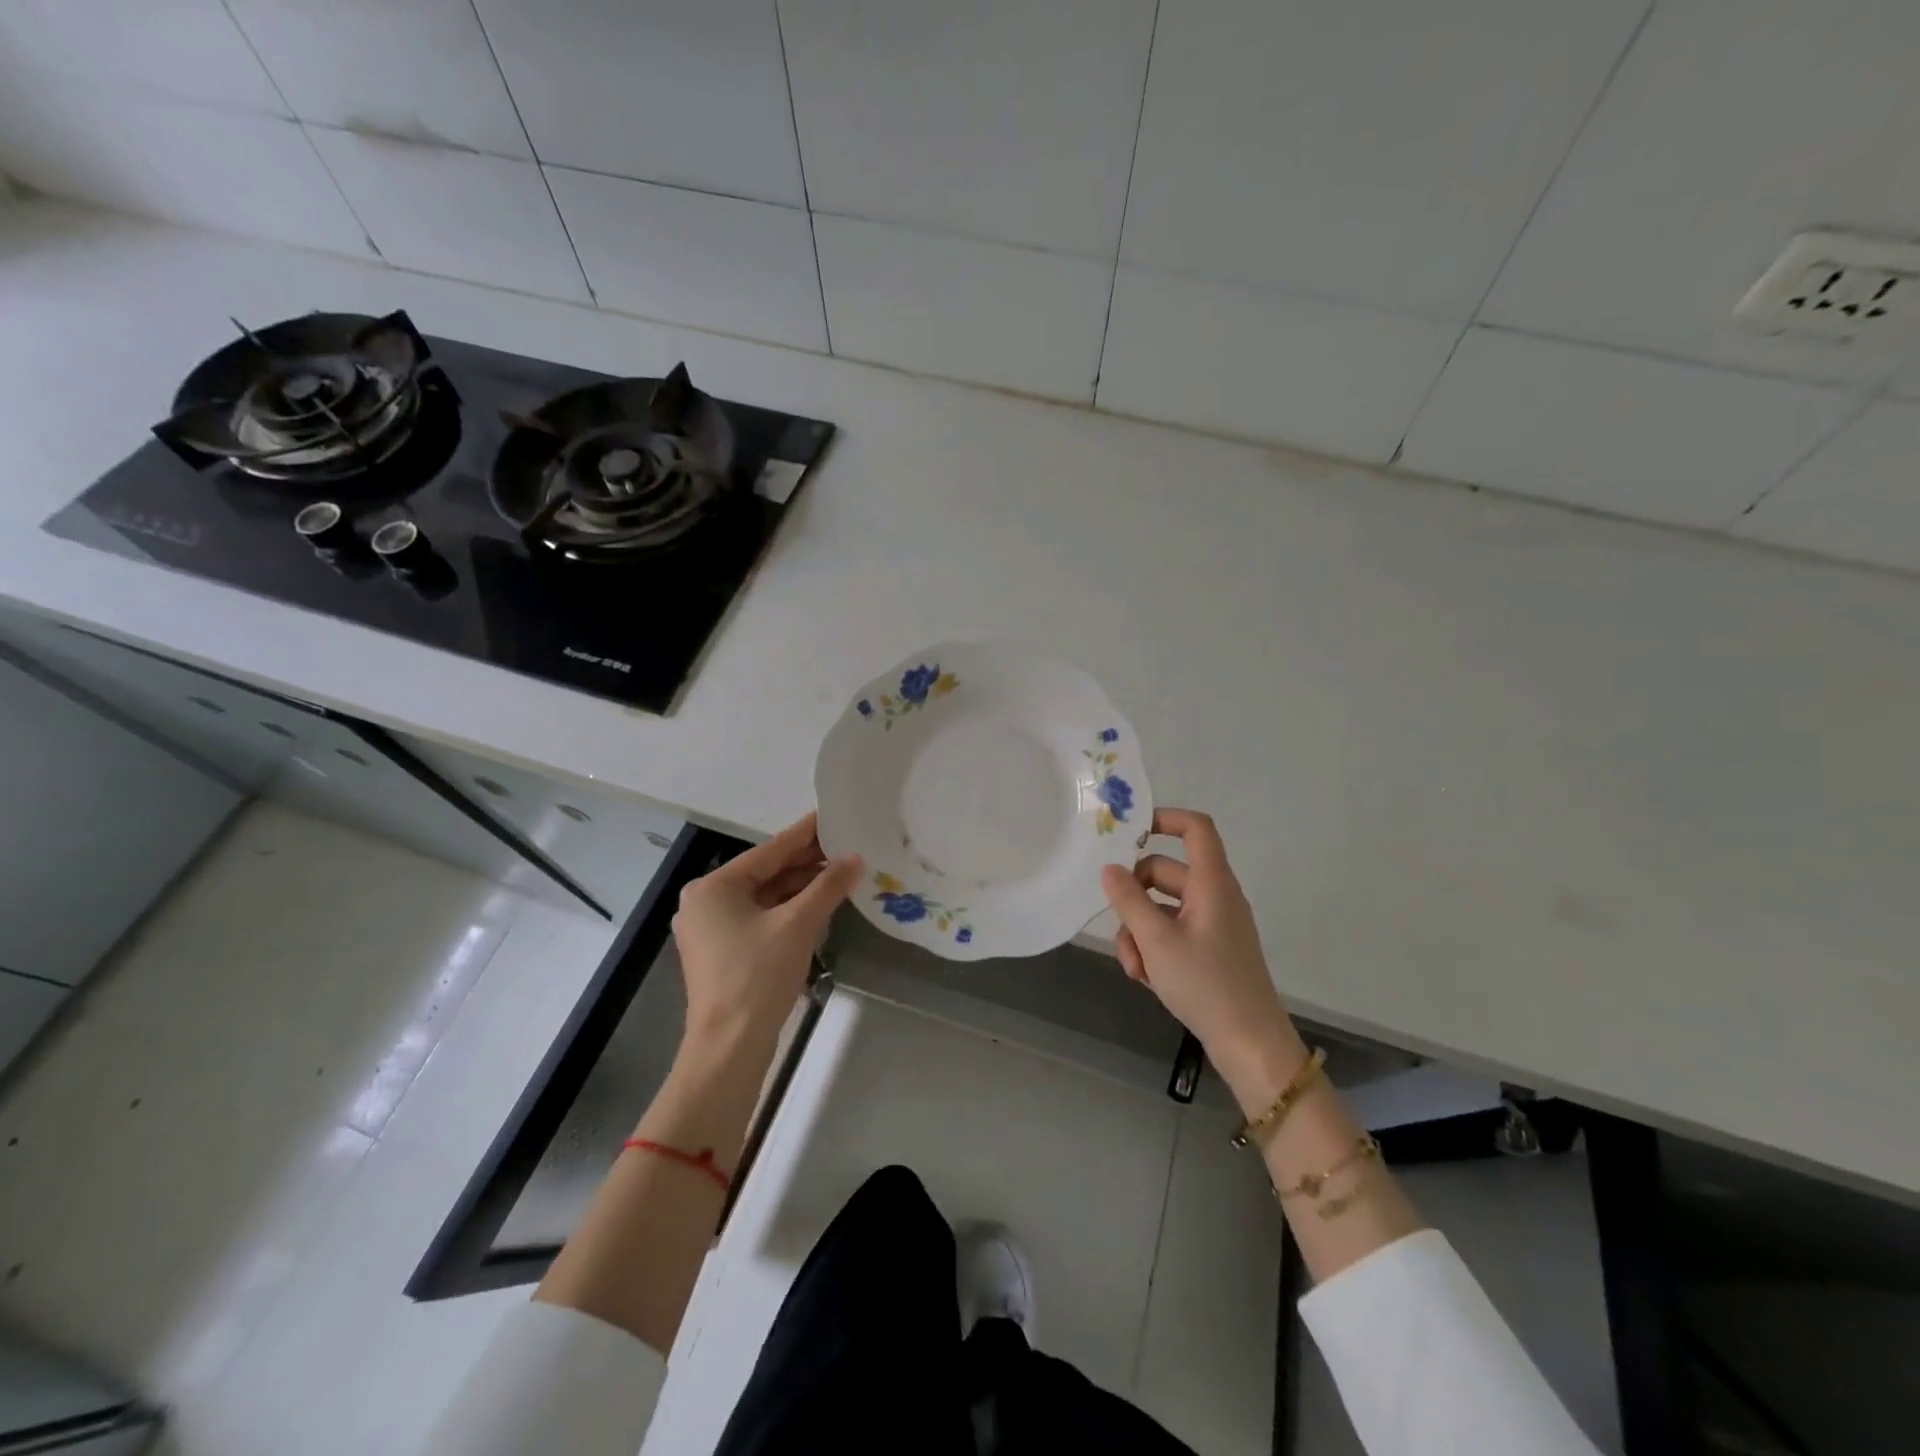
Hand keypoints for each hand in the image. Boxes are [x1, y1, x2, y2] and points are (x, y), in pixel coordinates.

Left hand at [673, 813, 862, 1055]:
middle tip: (846, 845)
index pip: (768, 851)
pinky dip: (789, 910)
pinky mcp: (724, 953)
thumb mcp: (798, 924)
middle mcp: (706, 902)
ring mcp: (712, 930)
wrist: (730, 1047)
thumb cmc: (757, 976)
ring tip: (841, 872)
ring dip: (801, 888)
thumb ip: (828, 886)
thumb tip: (856, 857)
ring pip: (765, 897)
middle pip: (765, 873)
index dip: (804, 834)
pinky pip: (761, 918)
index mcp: (713, 887)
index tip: (831, 815)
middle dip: (806, 863)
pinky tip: (819, 904)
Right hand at [1101, 809, 1300, 1093]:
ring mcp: (1213, 924)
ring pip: (1163, 908)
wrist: (1251, 1045)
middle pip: (1165, 873)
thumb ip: (1128, 900)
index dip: (1165, 819)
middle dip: (1134, 898)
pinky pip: (1173, 933)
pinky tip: (1146, 978)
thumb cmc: (1206, 984)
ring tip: (1134, 967)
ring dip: (1140, 931)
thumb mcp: (1157, 941)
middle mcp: (1215, 896)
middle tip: (1118, 926)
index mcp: (1212, 883)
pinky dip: (1155, 948)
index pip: (1196, 829)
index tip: (1128, 832)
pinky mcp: (1210, 950)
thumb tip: (1108, 869)